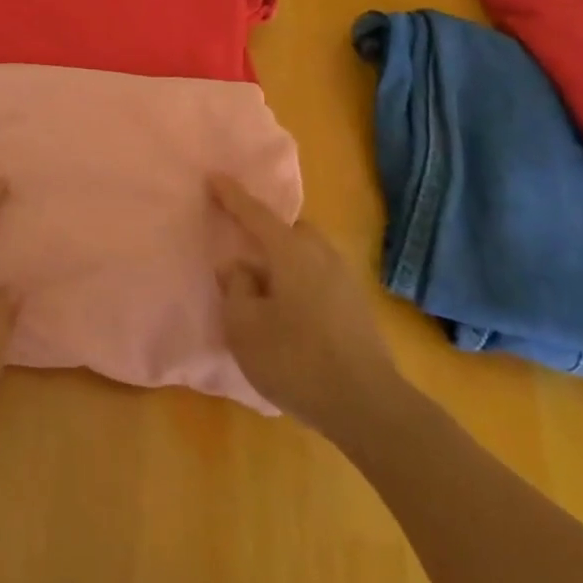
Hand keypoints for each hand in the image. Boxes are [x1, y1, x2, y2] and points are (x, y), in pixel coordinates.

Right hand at [211, 176, 400, 438]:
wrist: (368, 406)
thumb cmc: (296, 360)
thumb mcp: (244, 327)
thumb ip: (235, 288)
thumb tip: (238, 267)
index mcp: (290, 251)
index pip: (255, 214)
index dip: (232, 196)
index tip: (214, 177)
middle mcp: (320, 254)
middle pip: (289, 230)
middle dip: (266, 231)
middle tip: (242, 246)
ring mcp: (344, 280)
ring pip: (307, 254)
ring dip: (284, 260)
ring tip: (264, 284)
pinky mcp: (356, 307)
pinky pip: (318, 277)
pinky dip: (299, 281)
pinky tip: (289, 310)